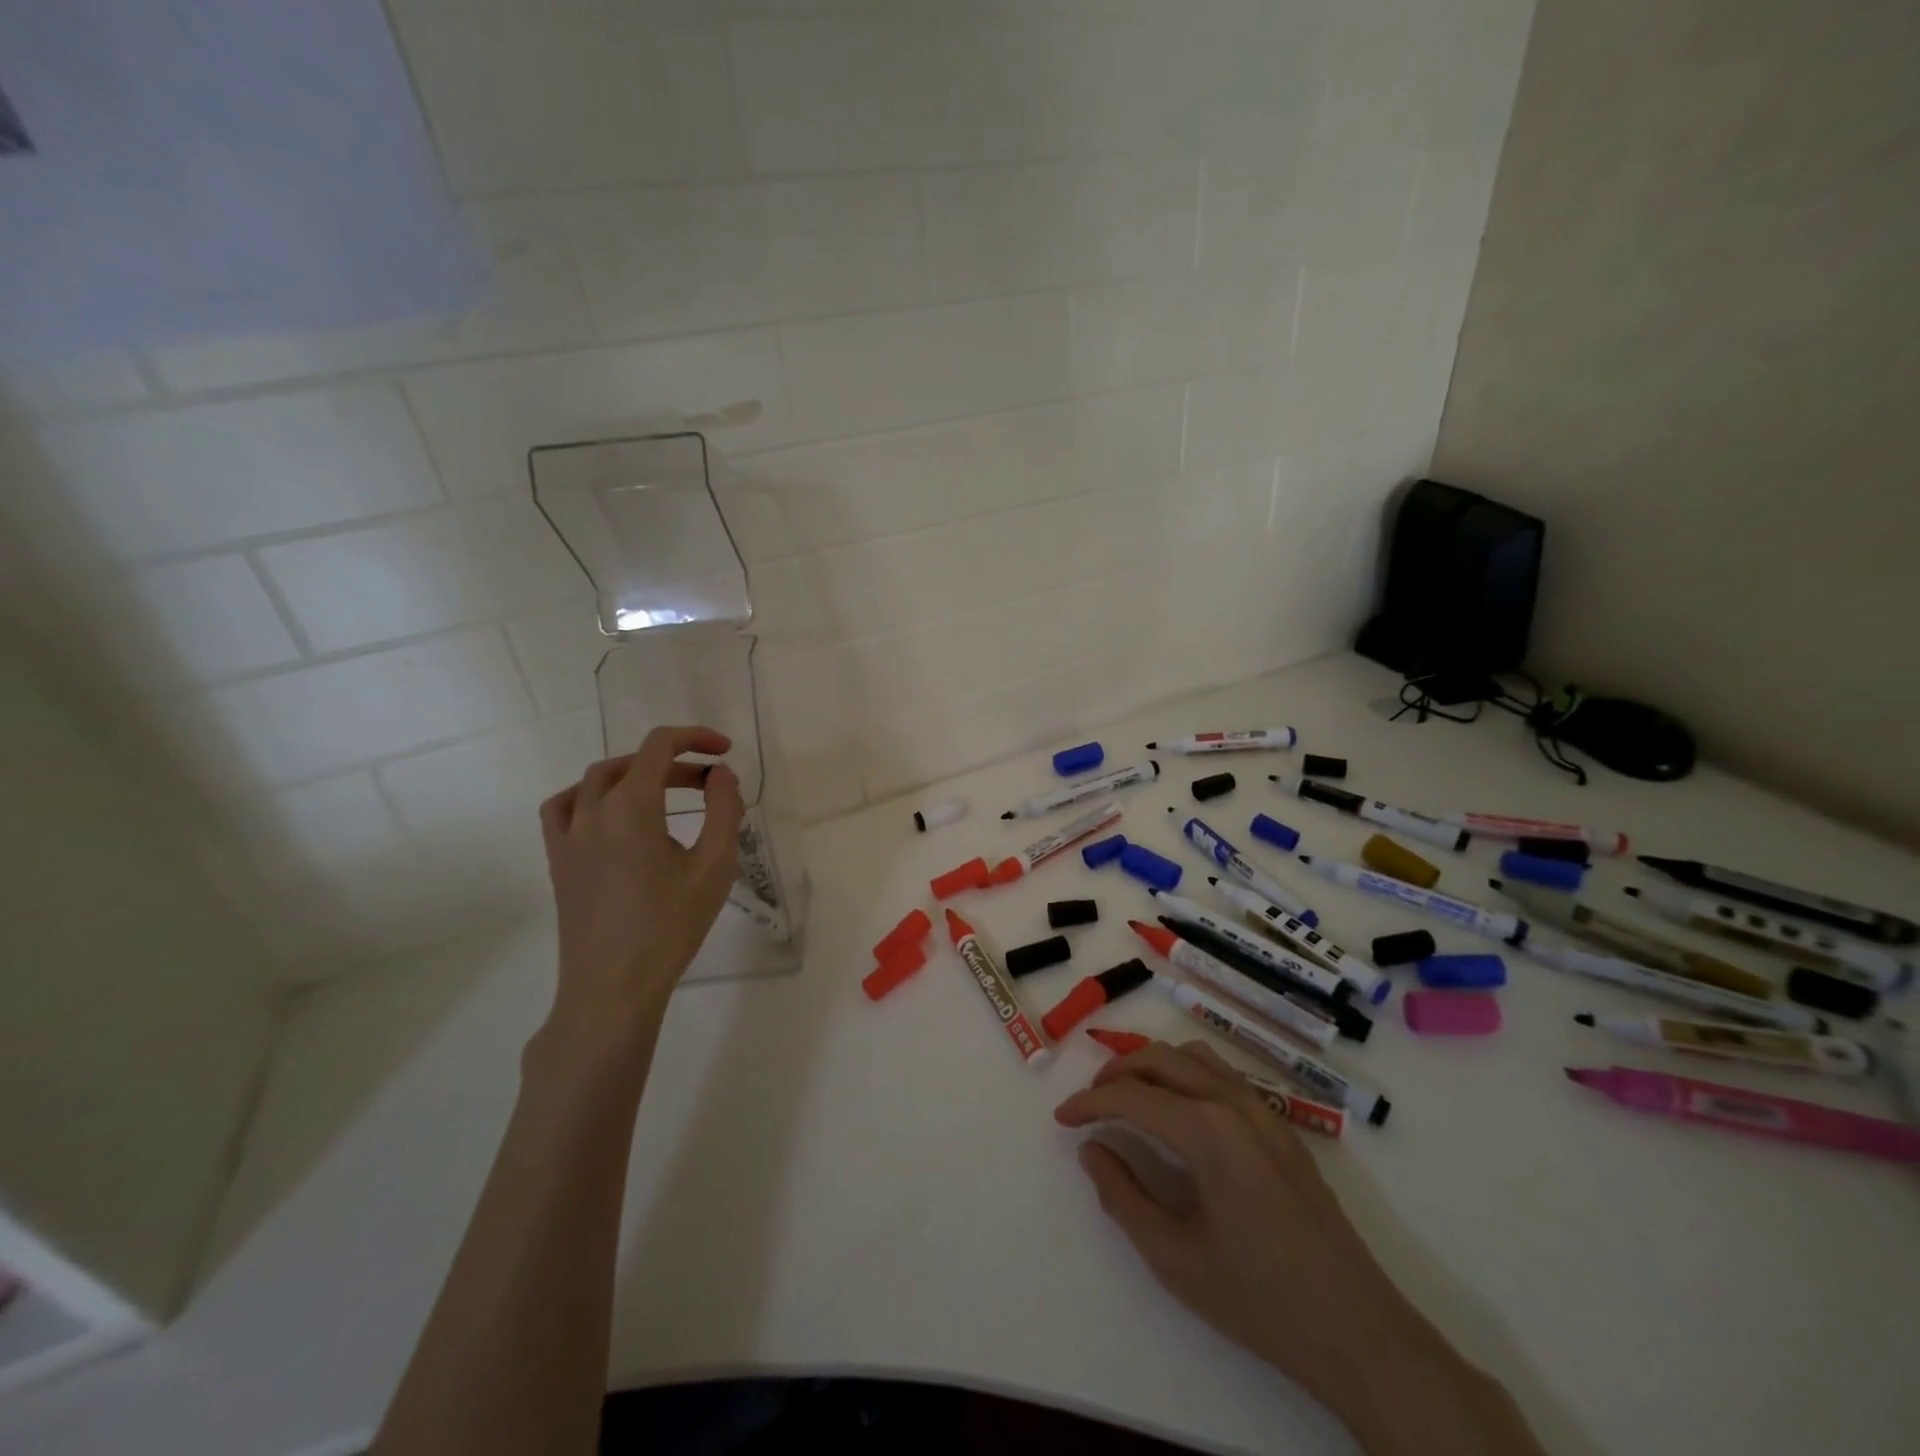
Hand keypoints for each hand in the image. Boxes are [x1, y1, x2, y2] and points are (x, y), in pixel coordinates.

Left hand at [536, 725, 745, 1049]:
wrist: (613, 987)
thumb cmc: (670, 926)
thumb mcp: (714, 865)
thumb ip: (723, 809)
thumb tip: (720, 773)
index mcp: (631, 806)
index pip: (659, 746)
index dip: (694, 738)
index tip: (725, 752)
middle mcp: (592, 811)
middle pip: (631, 762)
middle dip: (673, 762)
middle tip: (709, 783)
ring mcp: (568, 837)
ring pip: (594, 780)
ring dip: (632, 773)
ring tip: (663, 791)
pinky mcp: (558, 862)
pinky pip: (563, 809)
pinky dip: (588, 796)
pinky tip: (608, 814)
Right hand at [1054, 1042, 1423, 1410]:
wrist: (1358, 1332)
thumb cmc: (1260, 1300)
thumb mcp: (1175, 1259)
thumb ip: (1123, 1197)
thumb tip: (1092, 1150)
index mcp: (1208, 1130)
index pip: (1132, 1096)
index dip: (1090, 1103)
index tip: (1061, 1119)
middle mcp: (1234, 1103)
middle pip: (1161, 1059)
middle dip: (1116, 1073)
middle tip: (1089, 1104)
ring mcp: (1264, 1110)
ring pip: (1194, 1057)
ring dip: (1152, 1066)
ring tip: (1127, 1098)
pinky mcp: (1281, 1126)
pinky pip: (1222, 1075)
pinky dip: (1185, 1074)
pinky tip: (1177, 1111)